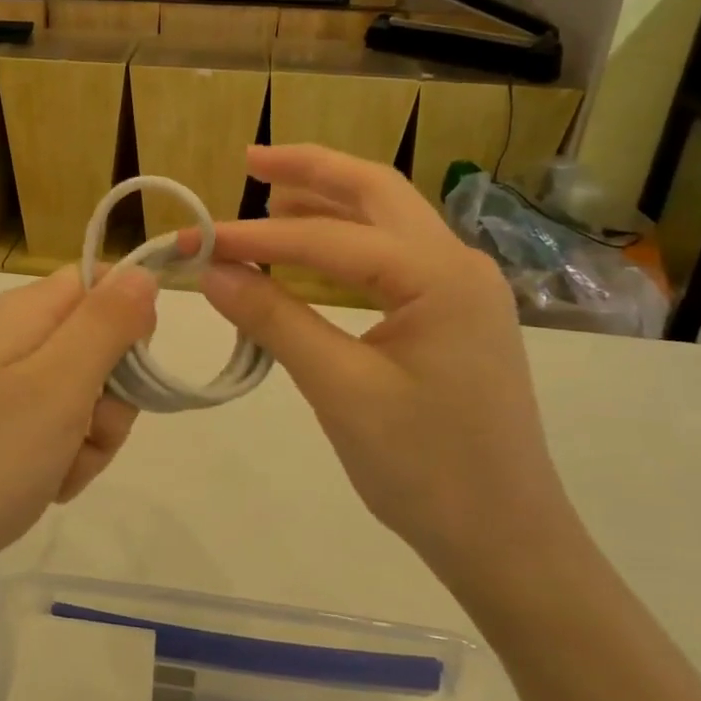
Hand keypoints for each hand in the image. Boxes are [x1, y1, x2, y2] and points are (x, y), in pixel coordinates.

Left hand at [0, 266, 158, 592]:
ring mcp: (14, 389)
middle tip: (87, 426)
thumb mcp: (60, 382)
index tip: (130, 364)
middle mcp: (19, 341)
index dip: (128, 318)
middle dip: (113, 394)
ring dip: (93, 436)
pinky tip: (48, 483)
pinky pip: (67, 433)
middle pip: (103, 344)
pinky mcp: (12, 430)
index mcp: (26, 313)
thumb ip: (107, 322)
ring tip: (60, 464)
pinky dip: (70, 460)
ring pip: (92, 396)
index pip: (100, 282)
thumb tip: (142, 273)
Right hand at [185, 145, 575, 582]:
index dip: (254, 239)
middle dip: (311, 170)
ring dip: (328, 202)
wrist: (505, 539)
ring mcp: (460, 288)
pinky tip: (308, 251)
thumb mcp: (341, 391)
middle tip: (250, 162)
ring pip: (386, 220)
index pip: (328, 240)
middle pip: (376, 192)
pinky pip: (390, 258)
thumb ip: (276, 321)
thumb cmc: (426, 468)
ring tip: (269, 196)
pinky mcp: (451, 314)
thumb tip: (212, 273)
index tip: (195, 242)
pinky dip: (345, 242)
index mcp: (439, 277)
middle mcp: (457, 265)